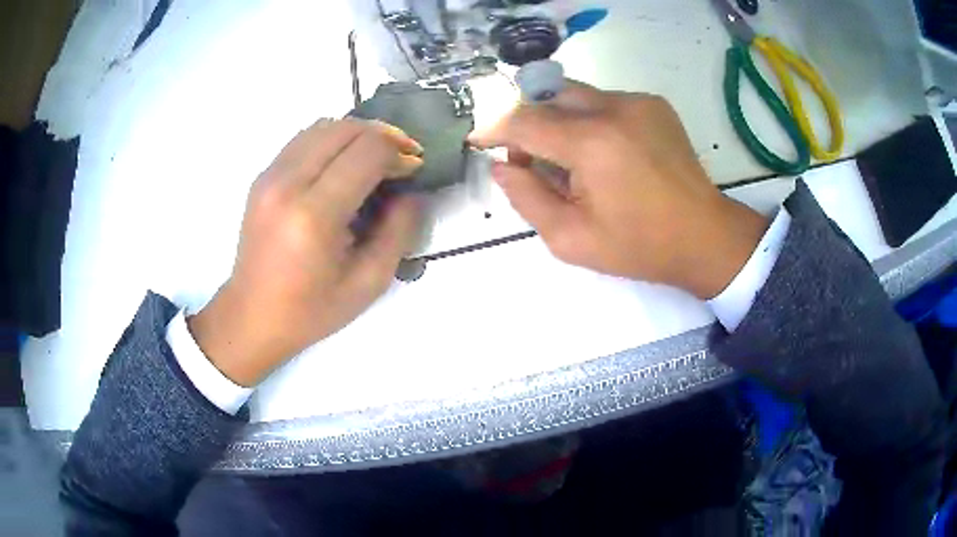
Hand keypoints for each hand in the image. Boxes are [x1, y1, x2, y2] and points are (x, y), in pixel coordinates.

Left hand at [188, 119, 423, 386]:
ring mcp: (270, 176)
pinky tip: (344, 165)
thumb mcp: (368, 282)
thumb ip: (399, 231)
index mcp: (314, 215)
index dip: (399, 153)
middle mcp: (287, 184)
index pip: (367, 152)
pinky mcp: (262, 177)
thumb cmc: (311, 310)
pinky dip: (333, 140)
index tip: (413, 169)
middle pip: (345, 128)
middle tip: (401, 158)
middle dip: (383, 135)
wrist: (252, 316)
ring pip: (324, 126)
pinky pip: (304, 139)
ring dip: (357, 133)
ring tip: (376, 158)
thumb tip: (412, 191)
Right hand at [470, 81, 767, 298]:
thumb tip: (501, 167)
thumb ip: (527, 198)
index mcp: (592, 144)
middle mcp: (614, 108)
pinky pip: (604, 101)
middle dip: (528, 122)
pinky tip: (604, 154)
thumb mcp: (572, 239)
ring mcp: (638, 101)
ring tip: (570, 161)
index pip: (524, 121)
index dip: (495, 130)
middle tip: (530, 159)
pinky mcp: (654, 104)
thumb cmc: (639, 246)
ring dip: (559, 120)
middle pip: (548, 95)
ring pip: (576, 95)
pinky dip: (589, 120)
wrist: (705, 236)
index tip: (480, 143)